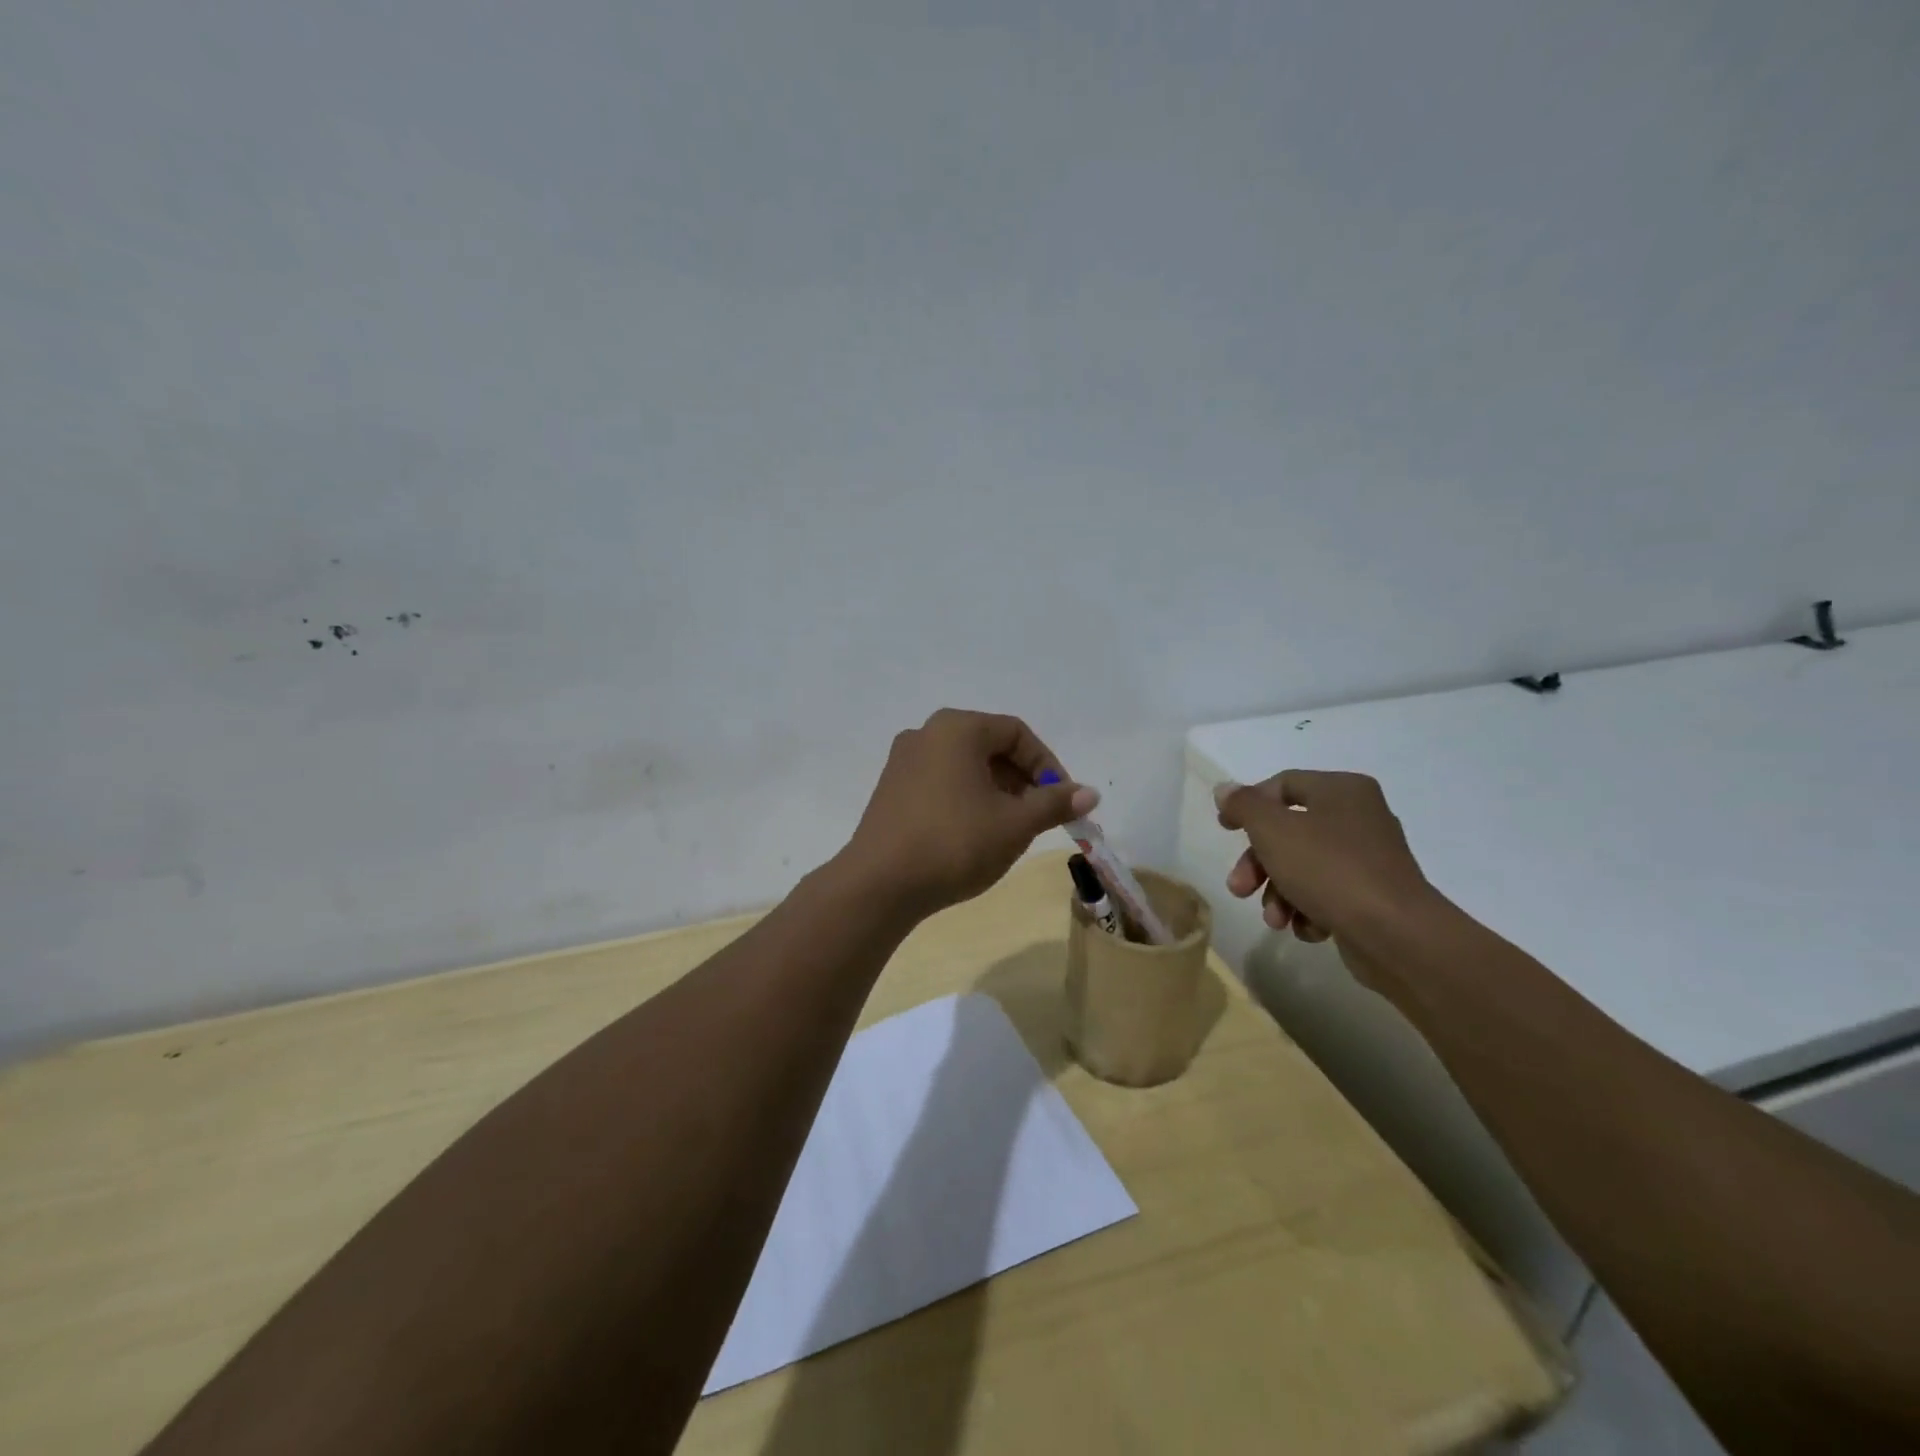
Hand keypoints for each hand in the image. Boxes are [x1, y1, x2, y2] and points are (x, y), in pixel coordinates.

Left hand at [842, 709, 1099, 915]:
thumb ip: (1054, 804)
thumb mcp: (1014, 824)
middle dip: (1022, 780)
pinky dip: (967, 799)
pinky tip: (974, 834)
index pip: (1017, 733)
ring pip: (965, 767)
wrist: (879, 884)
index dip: (1048, 765)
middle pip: (989, 747)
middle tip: (1039, 817)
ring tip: (1010, 829)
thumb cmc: (954, 843)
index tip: (1062, 801)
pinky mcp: (890, 789)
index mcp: (957, 729)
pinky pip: (941, 782)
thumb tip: (1090, 794)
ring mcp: (903, 761)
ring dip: (996, 791)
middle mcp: (926, 734)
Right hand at [1213, 772, 1439, 954]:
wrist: (1396, 935)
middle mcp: (1359, 817)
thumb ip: (1244, 805)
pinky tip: (1307, 929)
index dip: (1248, 804)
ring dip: (1279, 893)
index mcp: (1341, 790)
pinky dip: (1309, 910)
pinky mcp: (1373, 895)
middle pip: (1289, 832)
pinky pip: (1328, 894)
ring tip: (1275, 920)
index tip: (1224, 829)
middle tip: (1239, 888)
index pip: (1283, 784)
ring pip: (1304, 867)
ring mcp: (1369, 859)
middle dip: (1258, 864)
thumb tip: (1225, 789)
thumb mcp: (1273, 831)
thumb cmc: (1329, 870)